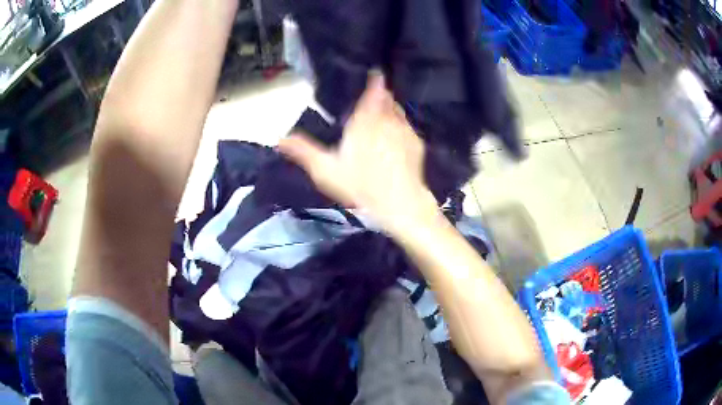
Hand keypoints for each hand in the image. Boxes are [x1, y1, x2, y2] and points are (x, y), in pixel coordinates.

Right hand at [278, 76, 438, 235]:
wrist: (399, 203)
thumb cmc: (360, 184)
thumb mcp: (325, 170)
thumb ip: (303, 151)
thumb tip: (278, 138)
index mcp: (365, 120)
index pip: (373, 92)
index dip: (375, 82)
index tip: (376, 74)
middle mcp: (388, 120)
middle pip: (387, 100)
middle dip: (381, 97)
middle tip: (373, 100)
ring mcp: (405, 131)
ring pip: (398, 112)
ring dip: (391, 111)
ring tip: (382, 119)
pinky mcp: (417, 145)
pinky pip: (408, 128)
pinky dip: (400, 128)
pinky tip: (395, 141)